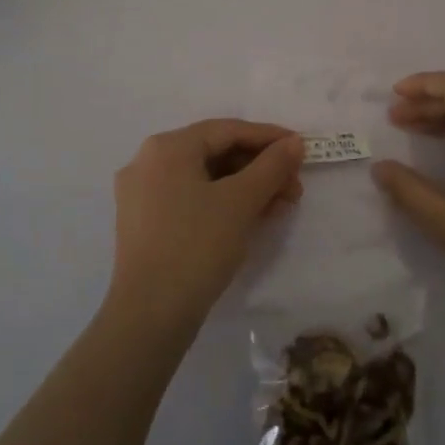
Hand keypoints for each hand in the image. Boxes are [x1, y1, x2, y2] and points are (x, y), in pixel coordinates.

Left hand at [108, 120, 305, 331]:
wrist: (151, 314)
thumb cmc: (197, 245)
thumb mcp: (241, 201)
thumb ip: (272, 166)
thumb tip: (294, 142)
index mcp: (167, 148)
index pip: (227, 130)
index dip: (269, 138)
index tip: (301, 149)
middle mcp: (148, 162)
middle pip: (215, 153)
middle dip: (260, 168)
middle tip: (294, 187)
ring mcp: (142, 194)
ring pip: (205, 179)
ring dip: (246, 188)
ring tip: (281, 206)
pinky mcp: (145, 224)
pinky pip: (191, 199)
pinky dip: (223, 204)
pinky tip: (253, 218)